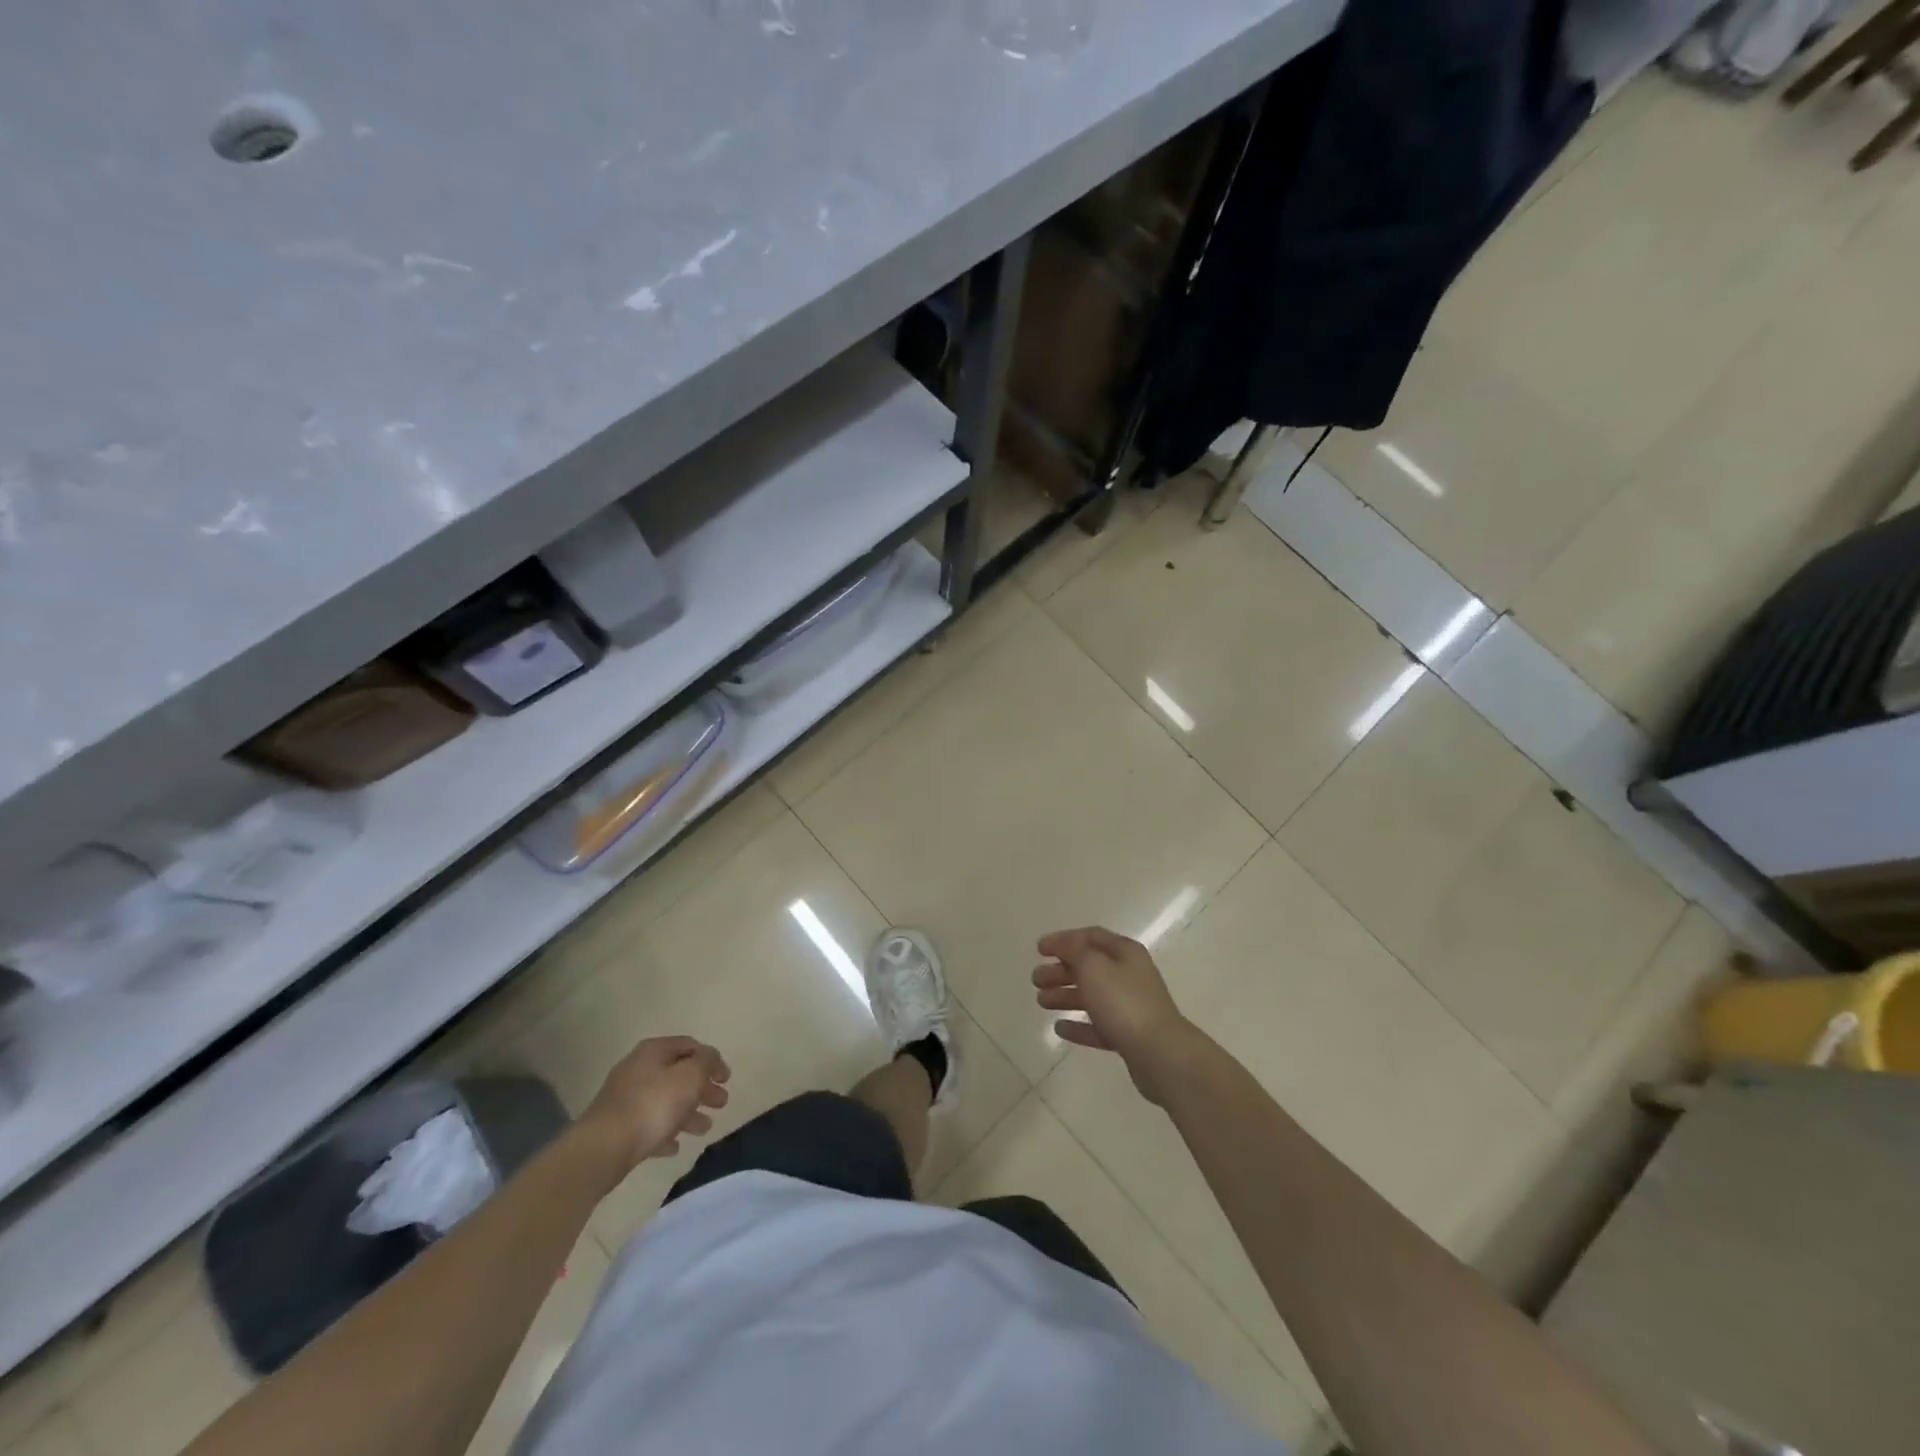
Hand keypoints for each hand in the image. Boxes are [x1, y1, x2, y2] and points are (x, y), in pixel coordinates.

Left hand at [581, 1036, 730, 1170]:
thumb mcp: (690, 1076)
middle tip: (721, 1103)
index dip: (712, 1059)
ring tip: (705, 1128)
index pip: (690, 1046)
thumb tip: (710, 1058)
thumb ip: (706, 1062)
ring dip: (688, 1112)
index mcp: (654, 1051)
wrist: (603, 1148)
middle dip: (702, 1088)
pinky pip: (649, 1125)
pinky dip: (665, 1131)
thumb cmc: (653, 1105)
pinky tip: (675, 1145)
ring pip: (665, 1101)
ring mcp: (625, 1099)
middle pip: (678, 1074)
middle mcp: (638, 1069)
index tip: (727, 1078)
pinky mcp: (618, 1127)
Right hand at [1032, 927, 1196, 1103]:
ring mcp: (1129, 1007)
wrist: (1159, 1053)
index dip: (1063, 940)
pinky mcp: (1128, 1035)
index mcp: (1124, 952)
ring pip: (1091, 996)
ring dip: (1065, 996)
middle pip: (1089, 967)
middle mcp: (1129, 975)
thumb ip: (1074, 951)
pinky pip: (1098, 1025)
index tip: (1039, 949)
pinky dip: (1078, 1025)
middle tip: (1035, 979)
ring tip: (1040, 1002)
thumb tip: (1063, 944)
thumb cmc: (1123, 1002)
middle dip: (1060, 970)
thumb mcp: (1093, 966)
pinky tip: (1059, 1028)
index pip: (1090, 937)